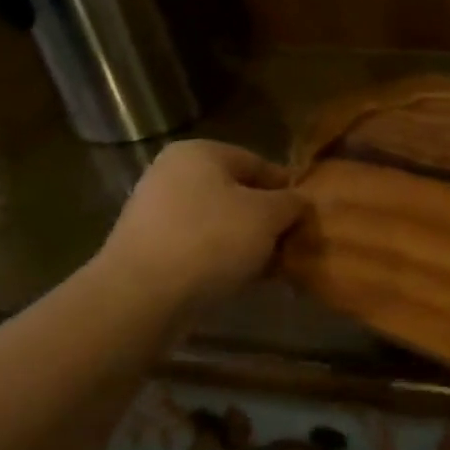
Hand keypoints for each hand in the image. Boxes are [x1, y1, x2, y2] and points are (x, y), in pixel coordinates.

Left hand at [98, 141, 304, 310]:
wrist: (141, 297)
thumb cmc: (211, 240)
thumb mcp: (268, 215)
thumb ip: (292, 202)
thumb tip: (299, 202)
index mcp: (200, 152)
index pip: (259, 163)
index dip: (288, 189)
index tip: (308, 216)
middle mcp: (172, 174)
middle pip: (237, 194)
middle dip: (266, 219)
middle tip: (292, 243)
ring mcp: (155, 212)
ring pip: (219, 223)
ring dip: (246, 242)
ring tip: (270, 267)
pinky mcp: (148, 249)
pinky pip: (198, 247)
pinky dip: (221, 259)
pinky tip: (241, 280)